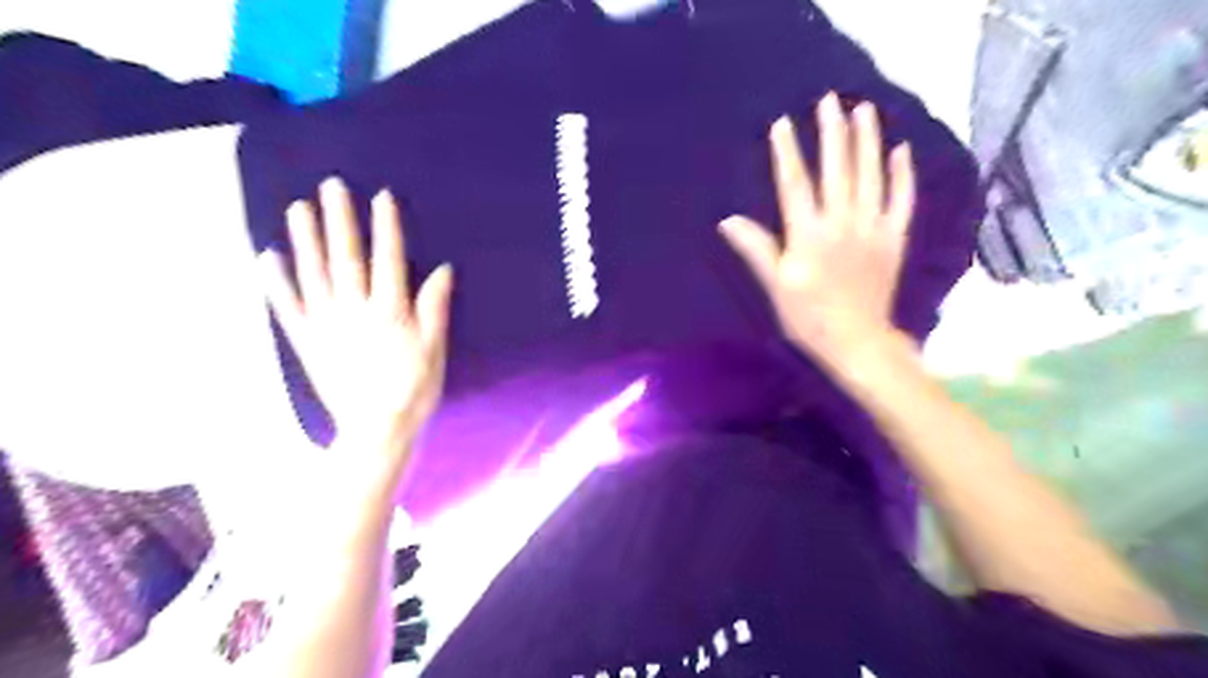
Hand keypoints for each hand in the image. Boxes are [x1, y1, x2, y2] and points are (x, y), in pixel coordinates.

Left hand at [261, 177, 454, 457]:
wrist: (377, 428)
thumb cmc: (414, 388)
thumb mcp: (434, 348)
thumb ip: (434, 307)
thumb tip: (442, 270)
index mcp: (390, 312)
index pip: (388, 260)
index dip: (386, 228)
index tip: (381, 197)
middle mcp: (355, 311)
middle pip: (346, 259)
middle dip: (340, 221)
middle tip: (331, 187)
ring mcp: (326, 325)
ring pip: (314, 275)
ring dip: (307, 240)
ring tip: (299, 209)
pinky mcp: (307, 342)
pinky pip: (289, 307)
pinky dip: (277, 281)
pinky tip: (269, 257)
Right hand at [715, 94, 916, 381]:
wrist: (858, 342)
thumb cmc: (809, 318)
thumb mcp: (776, 286)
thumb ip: (756, 249)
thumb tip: (728, 221)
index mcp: (809, 235)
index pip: (795, 184)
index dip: (788, 153)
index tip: (783, 123)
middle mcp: (842, 223)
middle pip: (837, 170)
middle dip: (832, 132)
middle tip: (830, 99)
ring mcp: (873, 228)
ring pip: (871, 175)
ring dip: (868, 140)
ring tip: (864, 109)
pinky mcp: (894, 238)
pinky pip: (901, 200)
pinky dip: (902, 174)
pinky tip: (900, 150)